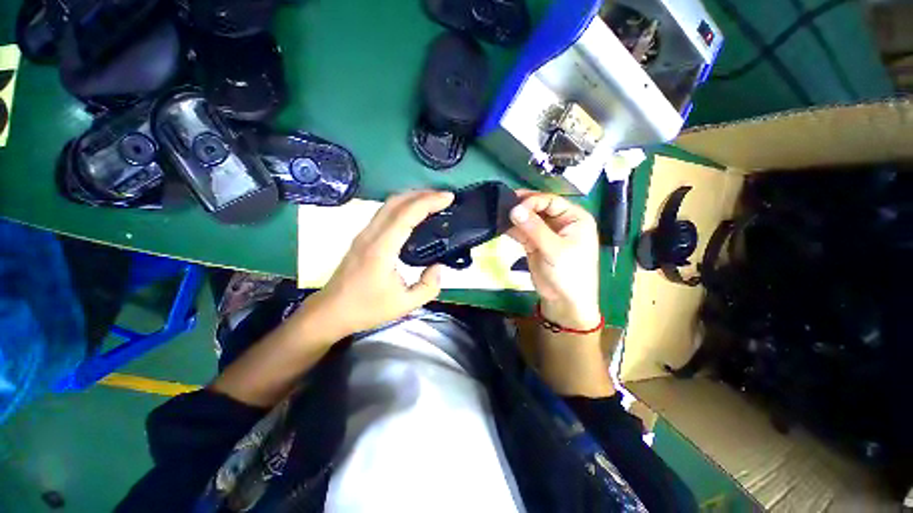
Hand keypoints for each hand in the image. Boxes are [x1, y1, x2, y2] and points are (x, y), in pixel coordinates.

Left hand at [299, 190, 454, 338]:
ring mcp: (364, 234)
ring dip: (411, 197)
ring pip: (388, 204)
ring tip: (432, 201)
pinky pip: (384, 213)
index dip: (429, 201)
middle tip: (444, 197)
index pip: (406, 214)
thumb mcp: (405, 304)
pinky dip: (402, 206)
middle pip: (396, 201)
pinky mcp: (362, 237)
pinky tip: (413, 214)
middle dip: (422, 194)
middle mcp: (370, 234)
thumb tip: (439, 266)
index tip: (448, 197)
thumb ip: (428, 286)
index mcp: (381, 249)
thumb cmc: (367, 309)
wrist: (331, 312)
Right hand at [507, 190, 600, 328]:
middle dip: (522, 207)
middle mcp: (560, 222)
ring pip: (529, 219)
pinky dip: (513, 229)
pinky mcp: (534, 244)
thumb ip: (534, 229)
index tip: (514, 207)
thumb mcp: (554, 249)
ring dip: (515, 218)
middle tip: (502, 205)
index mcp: (574, 218)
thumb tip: (514, 209)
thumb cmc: (569, 273)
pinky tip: (501, 226)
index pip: (550, 201)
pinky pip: (522, 232)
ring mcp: (546, 233)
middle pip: (538, 208)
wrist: (564, 302)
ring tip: (499, 214)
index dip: (532, 202)